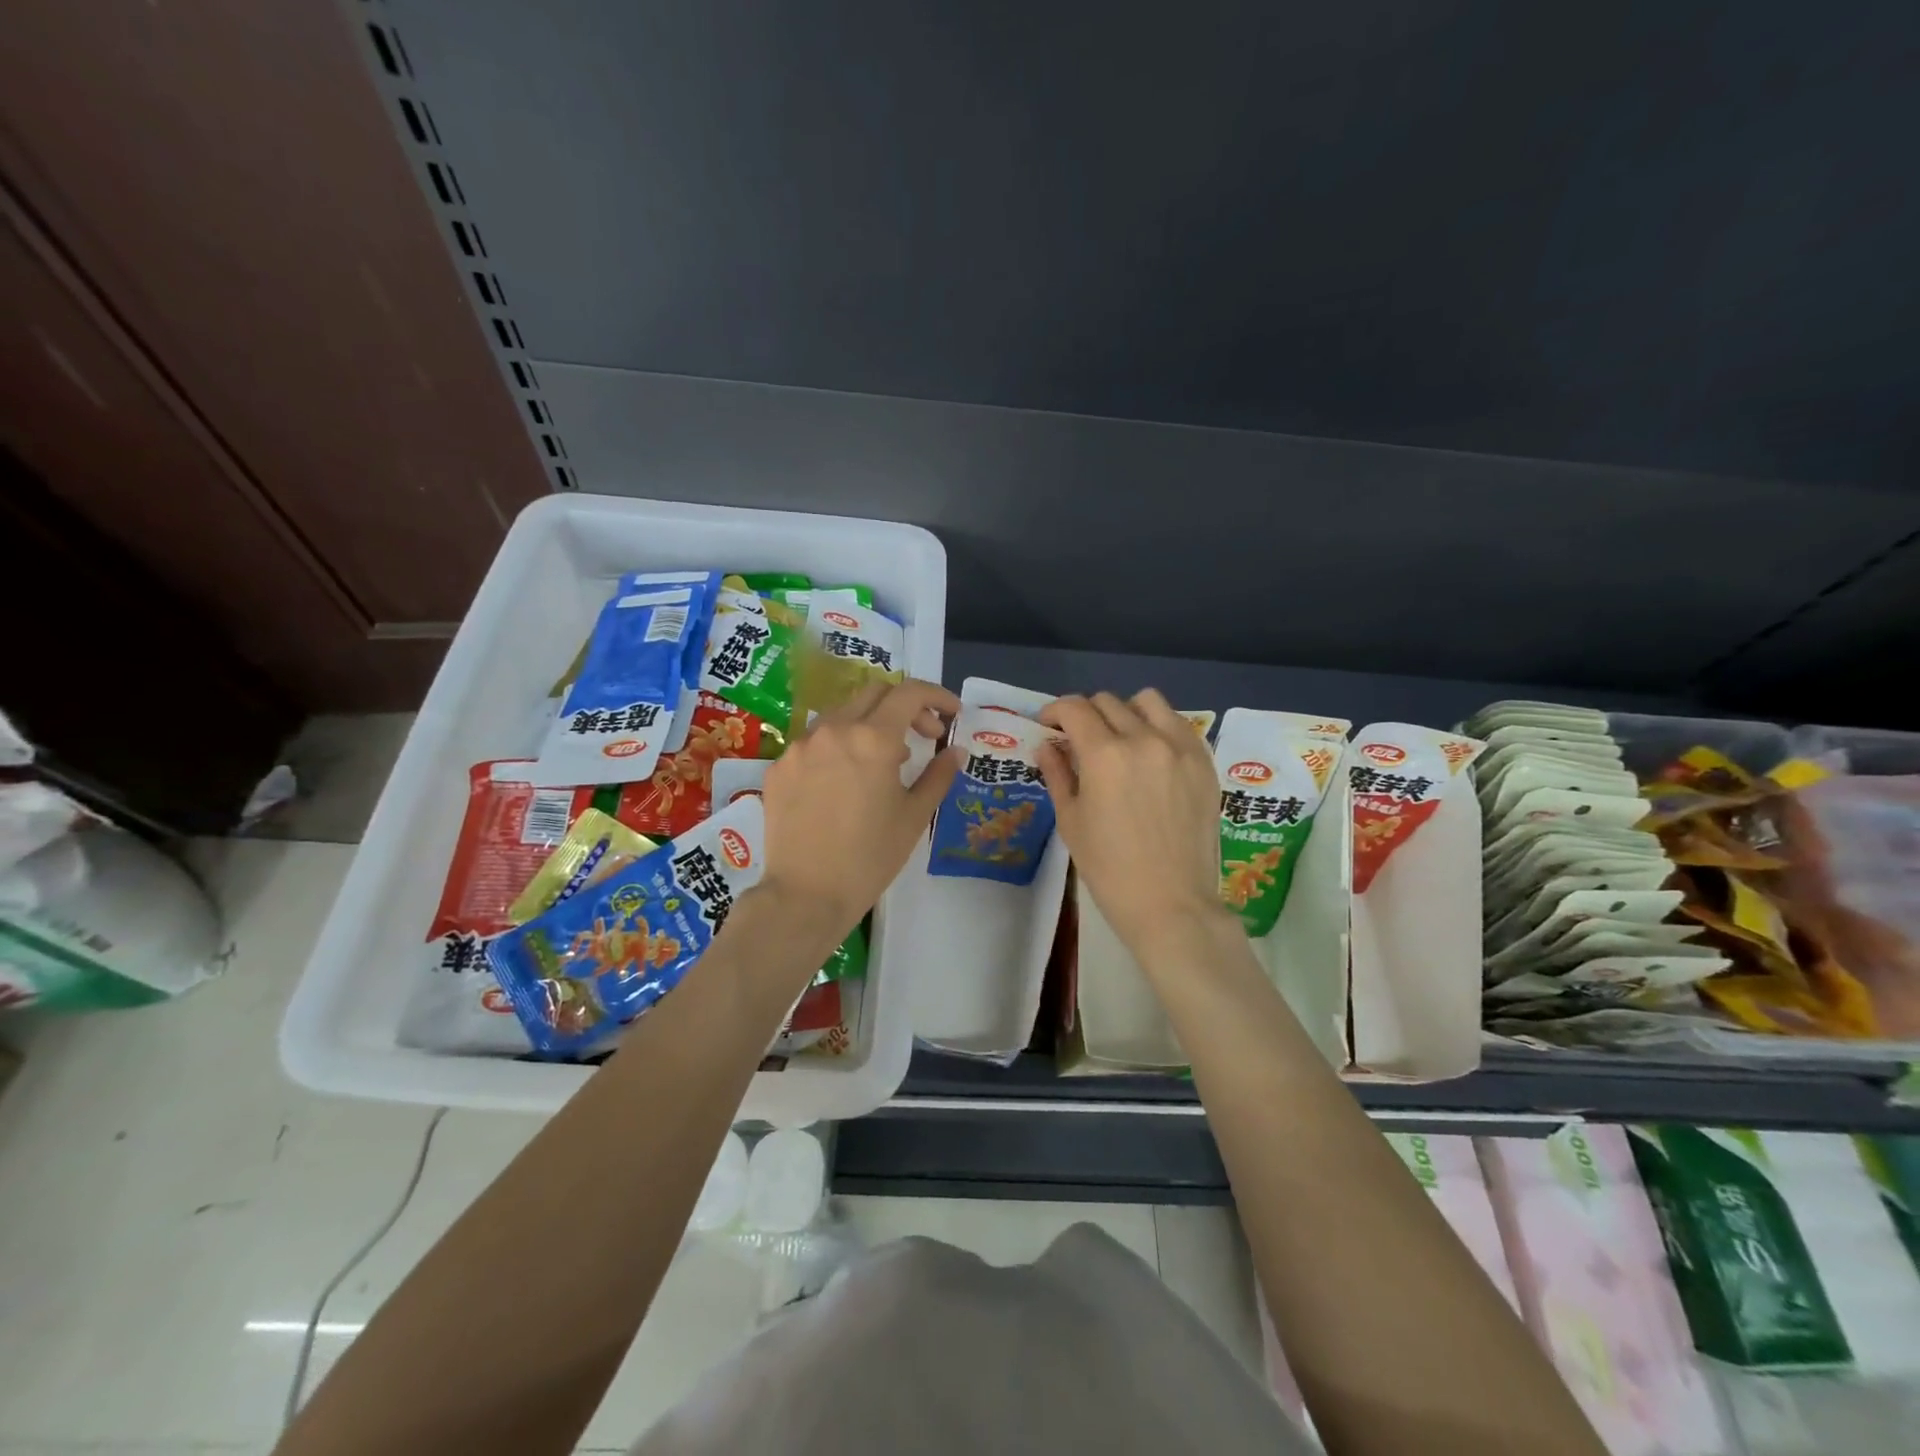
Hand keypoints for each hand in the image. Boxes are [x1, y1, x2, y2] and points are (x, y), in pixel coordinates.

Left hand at [759, 678, 959, 937]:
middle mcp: (833, 730)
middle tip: (924, 737)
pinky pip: (814, 743)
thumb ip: (938, 775)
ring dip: (870, 725)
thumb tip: (955, 751)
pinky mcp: (779, 767)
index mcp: (872, 739)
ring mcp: (800, 746)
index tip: (952, 714)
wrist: (805, 895)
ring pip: (841, 715)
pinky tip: (844, 782)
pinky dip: (838, 748)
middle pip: (874, 693)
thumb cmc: (870, 857)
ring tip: (884, 762)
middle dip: (906, 707)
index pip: (909, 693)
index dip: (937, 696)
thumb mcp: (914, 816)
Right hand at [1038, 690, 1229, 960]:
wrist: (1171, 904)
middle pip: (1107, 702)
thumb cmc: (1110, 869)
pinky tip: (1151, 754)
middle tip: (1079, 740)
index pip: (1074, 708)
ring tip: (1120, 738)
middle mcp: (1144, 739)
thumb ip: (1058, 774)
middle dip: (1085, 714)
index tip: (1049, 725)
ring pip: (1148, 701)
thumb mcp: (1071, 821)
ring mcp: (1180, 747)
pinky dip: (1158, 727)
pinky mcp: (1204, 762)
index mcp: (1104, 755)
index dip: (1054, 711)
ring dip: (1125, 711)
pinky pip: (1178, 724)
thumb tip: (1047, 745)